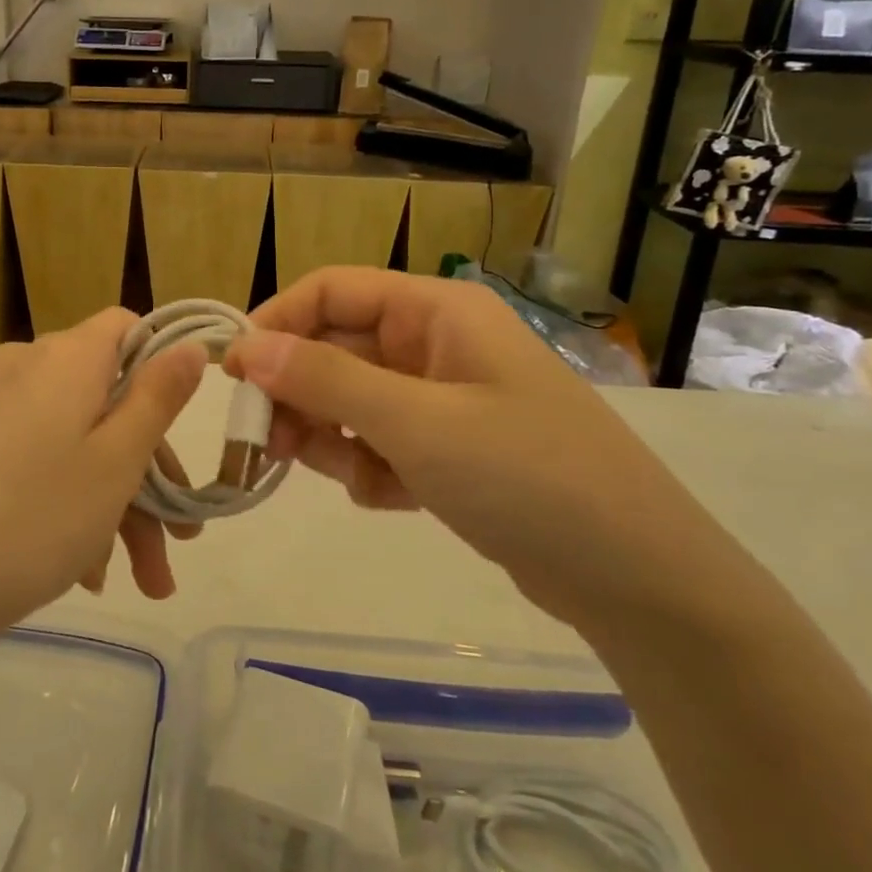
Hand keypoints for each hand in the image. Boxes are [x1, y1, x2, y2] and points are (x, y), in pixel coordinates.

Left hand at [0, 309, 206, 644]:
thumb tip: (190, 343)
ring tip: (146, 581)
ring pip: (80, 438)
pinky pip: (45, 456)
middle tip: (181, 543)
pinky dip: (74, 500)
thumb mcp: (118, 460)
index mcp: (66, 357)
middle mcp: (28, 367)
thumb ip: (159, 396)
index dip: (162, 368)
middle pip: (109, 397)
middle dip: (150, 472)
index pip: (126, 328)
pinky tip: (90, 570)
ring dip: (119, 503)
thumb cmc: (38, 516)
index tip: (183, 427)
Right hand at [223, 268, 726, 629]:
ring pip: (354, 400)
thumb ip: (324, 380)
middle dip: (300, 393)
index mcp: (437, 310)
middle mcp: (438, 343)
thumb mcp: (416, 423)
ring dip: (332, 435)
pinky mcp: (451, 449)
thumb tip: (244, 347)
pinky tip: (389, 498)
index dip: (277, 322)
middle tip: (264, 441)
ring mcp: (446, 398)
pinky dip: (371, 467)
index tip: (232, 372)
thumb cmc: (527, 476)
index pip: (333, 290)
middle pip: (338, 348)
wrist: (639, 581)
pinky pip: (382, 441)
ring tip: (341, 475)